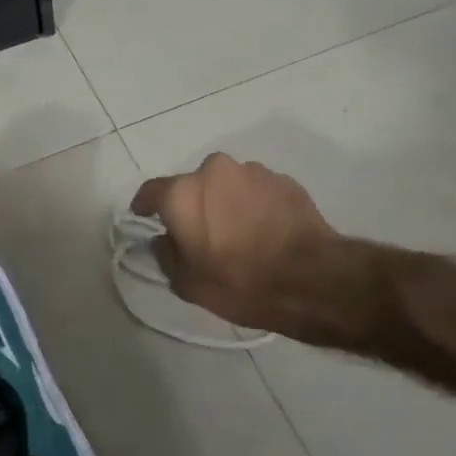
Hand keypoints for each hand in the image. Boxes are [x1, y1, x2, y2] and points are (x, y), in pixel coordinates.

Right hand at [130, 154, 344, 336]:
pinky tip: (266, 231)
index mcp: (183, 193)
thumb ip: (166, 255)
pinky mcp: (284, 180)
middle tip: (202, 233)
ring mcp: (252, 172)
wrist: (311, 279)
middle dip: (194, 204)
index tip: (145, 216)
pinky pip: (258, 190)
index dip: (145, 205)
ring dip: (227, 202)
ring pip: (228, 185)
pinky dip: (255, 205)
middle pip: (194, 185)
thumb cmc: (240, 283)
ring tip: (239, 233)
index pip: (151, 191)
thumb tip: (163, 240)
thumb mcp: (188, 284)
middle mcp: (214, 171)